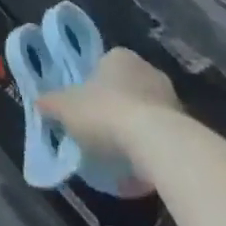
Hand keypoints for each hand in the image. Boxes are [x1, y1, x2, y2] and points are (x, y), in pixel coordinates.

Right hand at [38, 48, 181, 160]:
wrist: (156, 143)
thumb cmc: (105, 112)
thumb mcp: (66, 108)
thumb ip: (51, 103)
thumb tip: (39, 102)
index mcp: (119, 56)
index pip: (102, 66)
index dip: (92, 86)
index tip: (84, 108)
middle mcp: (147, 70)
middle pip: (126, 89)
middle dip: (115, 108)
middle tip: (100, 131)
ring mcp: (171, 98)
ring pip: (145, 113)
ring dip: (135, 130)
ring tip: (119, 156)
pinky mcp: (186, 127)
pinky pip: (161, 137)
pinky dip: (151, 149)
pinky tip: (138, 169)